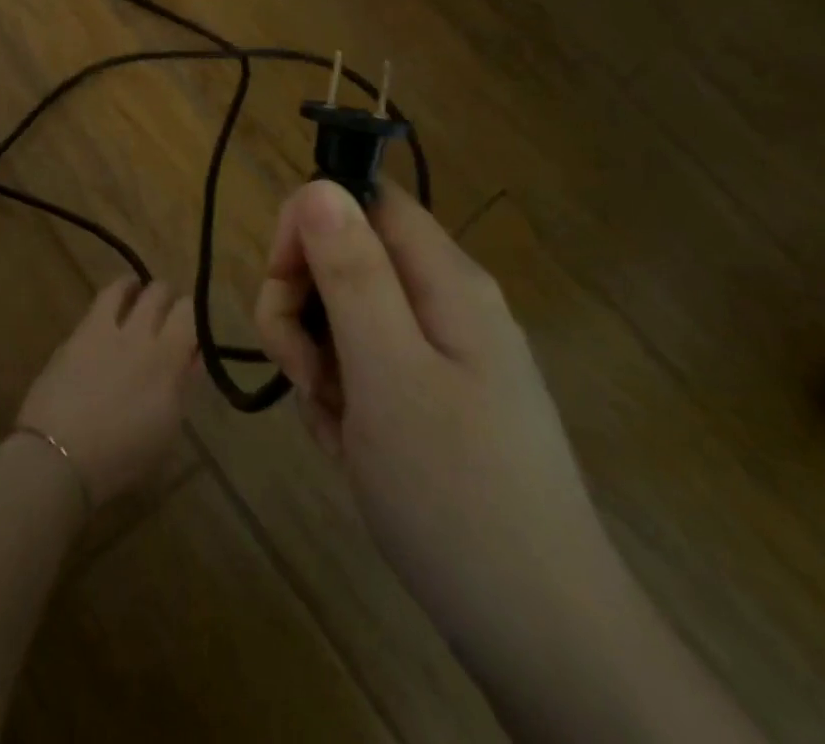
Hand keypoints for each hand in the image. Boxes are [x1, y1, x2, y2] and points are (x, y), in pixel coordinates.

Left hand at [16, 279, 196, 506]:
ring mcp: (103, 330)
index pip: (190, 314)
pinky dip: (110, 302)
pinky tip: (108, 313)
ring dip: (134, 288)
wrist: (59, 455)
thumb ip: (181, 388)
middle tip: (166, 310)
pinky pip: (98, 304)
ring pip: (124, 286)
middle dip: (166, 296)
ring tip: (135, 292)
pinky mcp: (75, 334)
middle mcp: (138, 335)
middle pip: (158, 292)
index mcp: (167, 360)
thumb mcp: (166, 431)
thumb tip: (191, 359)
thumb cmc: (121, 458)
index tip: (192, 328)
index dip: (194, 315)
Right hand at [254, 180, 618, 648]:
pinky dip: (338, 398)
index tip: (283, 285)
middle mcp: (446, 303)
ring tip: (334, 421)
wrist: (541, 639)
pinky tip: (349, 445)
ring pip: (345, 316)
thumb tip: (319, 186)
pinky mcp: (432, 398)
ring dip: (316, 359)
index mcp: (446, 280)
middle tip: (303, 372)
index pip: (362, 199)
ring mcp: (441, 354)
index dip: (309, 224)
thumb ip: (352, 275)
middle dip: (303, 305)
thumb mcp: (389, 375)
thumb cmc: (457, 495)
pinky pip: (362, 368)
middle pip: (347, 257)